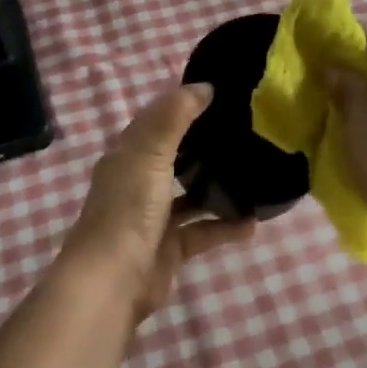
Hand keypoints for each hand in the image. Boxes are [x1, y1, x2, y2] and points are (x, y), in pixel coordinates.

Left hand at [59, 84, 255, 324]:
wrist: (112, 282)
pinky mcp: (168, 248)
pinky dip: (225, 226)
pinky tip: (252, 222)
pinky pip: (202, 230)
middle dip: (205, 144)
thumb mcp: (151, 153)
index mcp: (128, 154)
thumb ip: (176, 116)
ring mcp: (153, 216)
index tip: (223, 93)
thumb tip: (204, 86)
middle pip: (175, 154)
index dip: (185, 104)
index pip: (157, 119)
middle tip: (246, 130)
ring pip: (191, 194)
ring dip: (218, 186)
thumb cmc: (129, 208)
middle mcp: (138, 181)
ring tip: (254, 172)